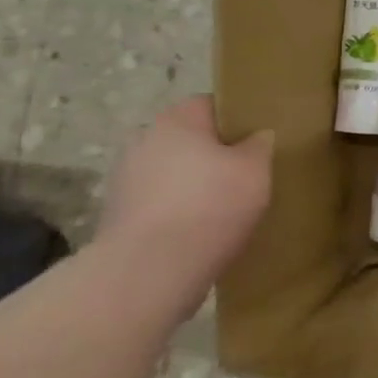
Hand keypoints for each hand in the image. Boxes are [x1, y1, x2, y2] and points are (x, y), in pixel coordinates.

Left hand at [96, 97, 273, 300]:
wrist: (149, 272)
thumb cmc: (210, 206)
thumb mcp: (256, 168)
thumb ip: (260, 144)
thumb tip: (256, 137)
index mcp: (176, 120)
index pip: (212, 105)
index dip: (238, 121)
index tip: (259, 142)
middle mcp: (143, 141)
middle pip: (190, 140)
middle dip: (215, 155)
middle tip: (247, 175)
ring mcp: (125, 180)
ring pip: (174, 172)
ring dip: (195, 185)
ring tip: (226, 208)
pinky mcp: (118, 216)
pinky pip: (161, 203)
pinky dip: (179, 211)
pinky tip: (201, 231)